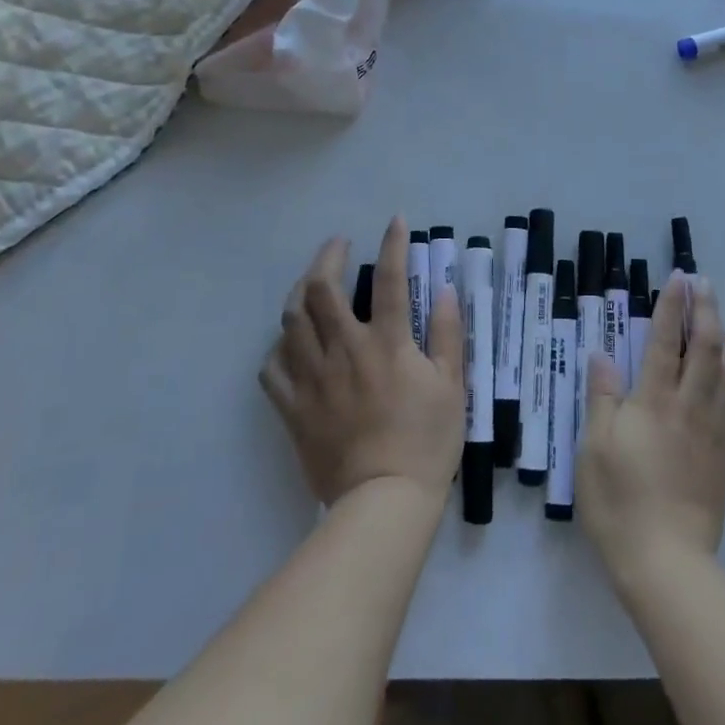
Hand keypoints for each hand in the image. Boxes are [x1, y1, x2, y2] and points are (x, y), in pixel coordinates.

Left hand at [260, 217, 464, 507]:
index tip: (395, 221)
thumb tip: (444, 289)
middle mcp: (344, 350)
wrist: (384, 503)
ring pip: (291, 320)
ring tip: (310, 282)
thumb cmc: (426, 442)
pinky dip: (278, 347)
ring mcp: (313, 378)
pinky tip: (289, 341)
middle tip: (338, 245)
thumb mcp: (453, 385)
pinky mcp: (293, 408)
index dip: (393, 243)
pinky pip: (271, 368)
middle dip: (327, 256)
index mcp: (387, 343)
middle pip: (321, 290)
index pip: (389, 279)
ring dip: (299, 291)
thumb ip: (449, 333)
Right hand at [577, 272, 724, 585]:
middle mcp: (688, 406)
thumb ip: (602, 397)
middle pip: (705, 347)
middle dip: (705, 310)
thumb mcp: (593, 448)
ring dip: (723, 336)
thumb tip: (603, 354)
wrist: (668, 562)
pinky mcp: (723, 453)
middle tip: (704, 283)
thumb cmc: (619, 501)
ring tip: (717, 318)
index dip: (671, 306)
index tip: (678, 278)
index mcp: (654, 401)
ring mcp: (712, 429)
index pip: (664, 341)